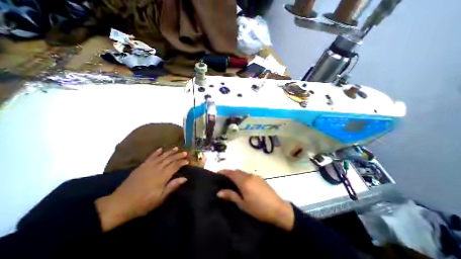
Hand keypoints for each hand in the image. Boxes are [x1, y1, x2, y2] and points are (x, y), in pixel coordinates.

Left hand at [95, 147, 188, 230]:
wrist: (119, 204)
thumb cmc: (142, 203)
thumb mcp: (159, 198)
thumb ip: (172, 186)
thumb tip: (185, 178)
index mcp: (162, 176)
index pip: (175, 166)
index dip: (182, 162)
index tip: (188, 160)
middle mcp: (156, 168)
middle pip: (170, 159)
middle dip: (178, 155)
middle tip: (185, 153)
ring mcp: (148, 166)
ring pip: (162, 156)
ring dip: (170, 152)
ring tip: (176, 148)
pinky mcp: (141, 166)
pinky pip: (151, 157)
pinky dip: (156, 152)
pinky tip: (161, 149)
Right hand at [218, 169, 294, 230]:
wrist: (278, 209)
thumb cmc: (258, 209)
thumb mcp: (243, 204)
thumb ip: (231, 195)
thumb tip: (219, 192)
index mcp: (244, 181)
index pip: (231, 173)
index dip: (224, 171)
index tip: (217, 173)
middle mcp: (249, 176)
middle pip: (237, 171)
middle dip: (230, 173)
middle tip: (224, 178)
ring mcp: (256, 176)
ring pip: (243, 172)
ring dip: (237, 174)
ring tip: (233, 181)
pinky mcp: (261, 178)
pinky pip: (249, 175)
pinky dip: (243, 176)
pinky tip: (244, 183)